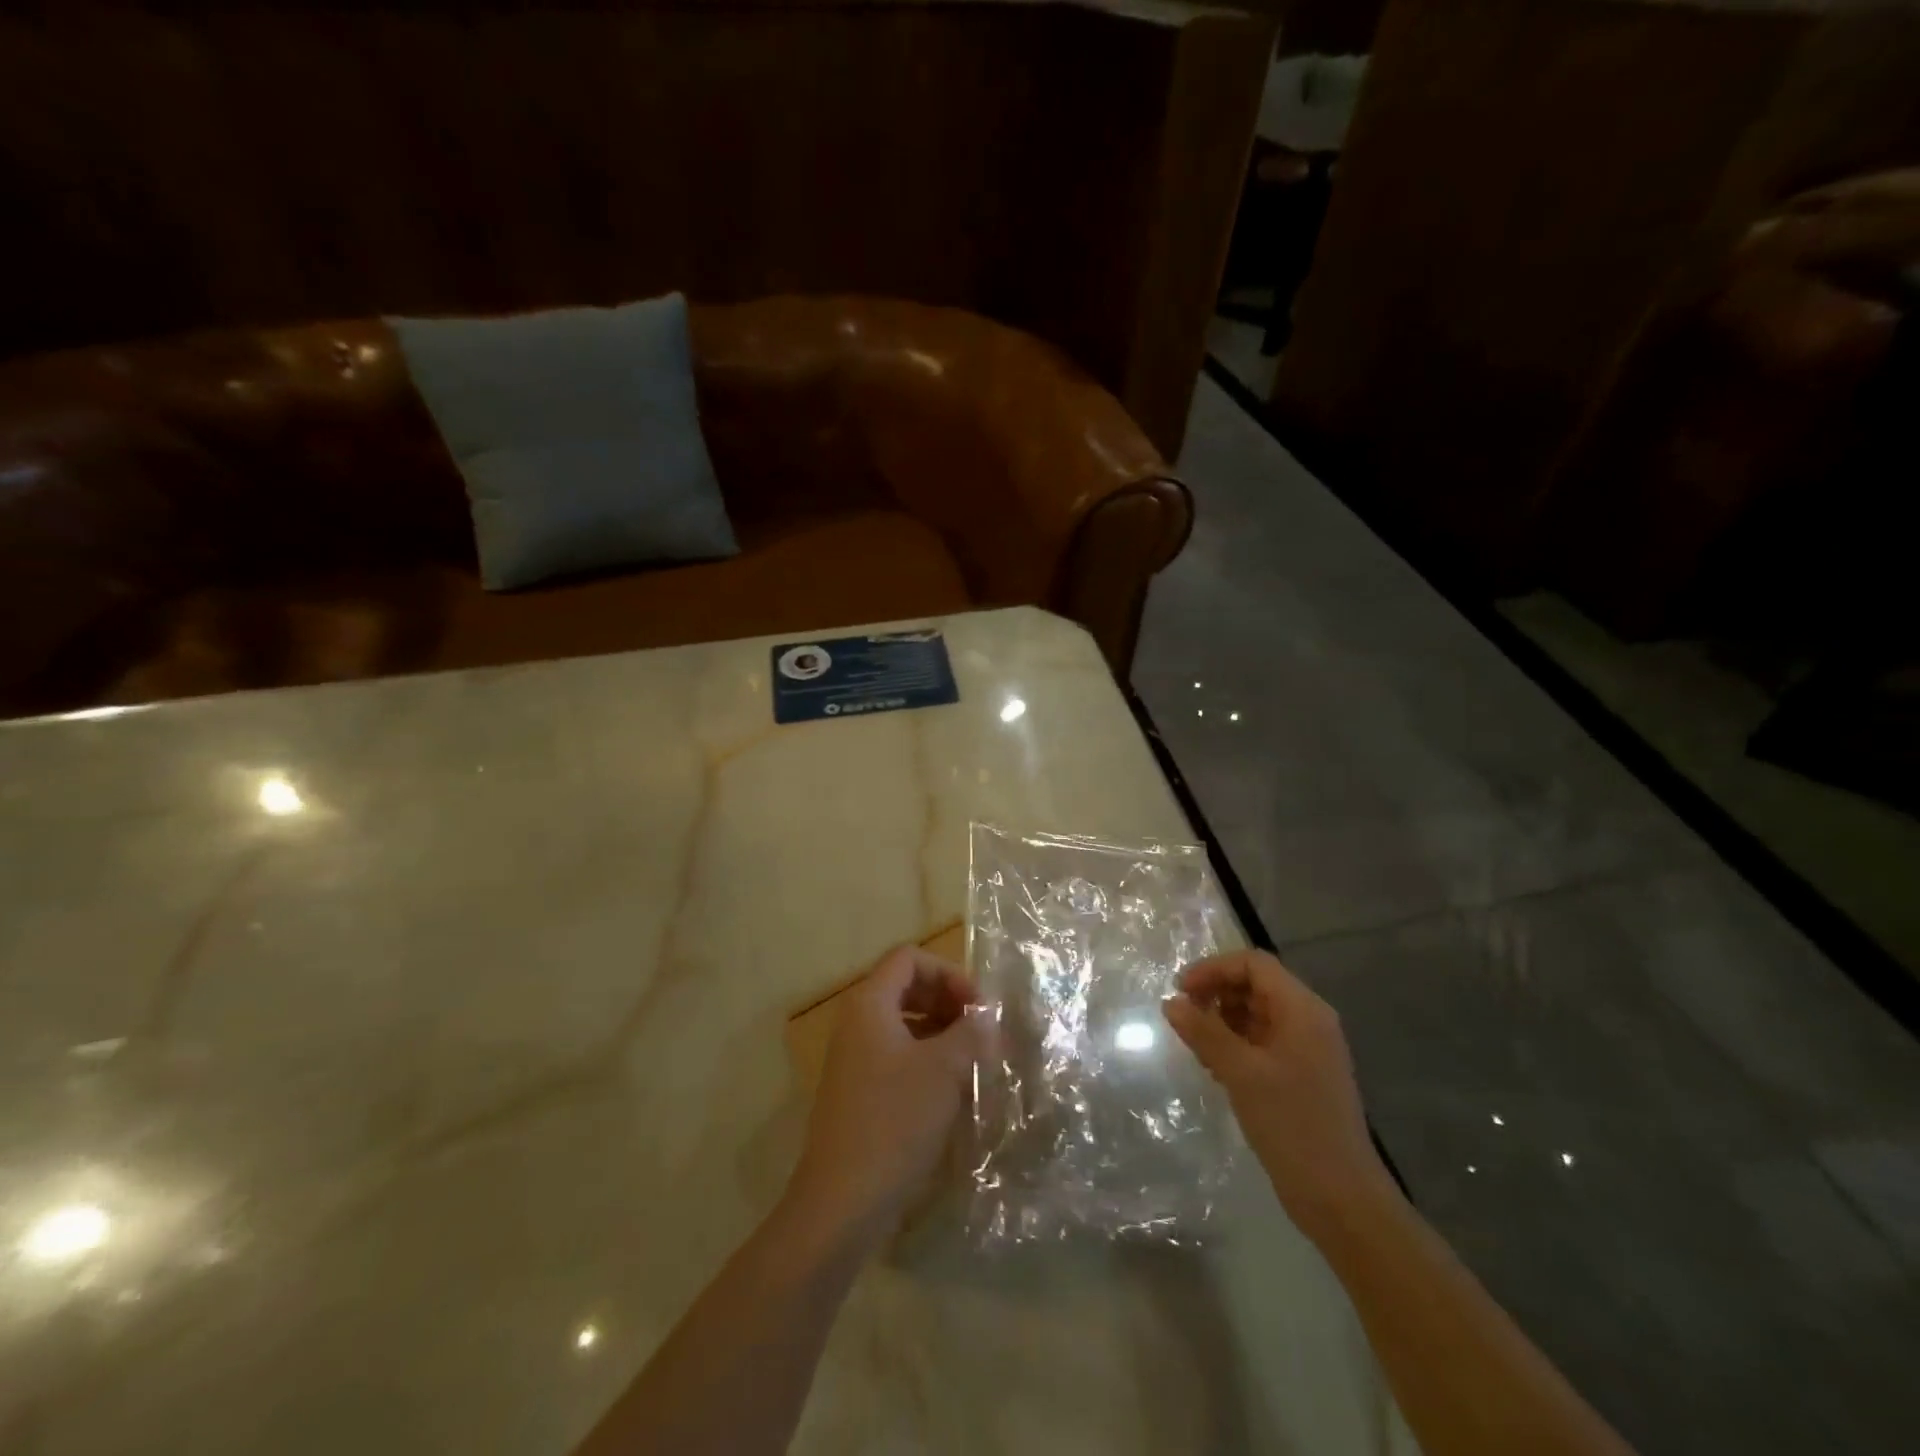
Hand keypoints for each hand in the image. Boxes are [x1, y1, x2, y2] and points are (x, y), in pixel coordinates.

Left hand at [787, 945, 988, 1240]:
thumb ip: (970, 1033)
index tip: (978, 1007)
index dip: (948, 972)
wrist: (843, 1200)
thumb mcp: (943, 1070)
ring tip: (973, 1057)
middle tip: (980, 1029)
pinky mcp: (858, 1089)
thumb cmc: (894, 1121)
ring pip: (902, 1022)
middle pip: (905, 986)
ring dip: (940, 1029)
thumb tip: (988, 1016)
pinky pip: (896, 1053)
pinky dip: (926, 1056)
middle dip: (947, 999)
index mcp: (870, 1004)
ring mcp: (854, 1057)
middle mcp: (856, 1021)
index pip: (909, 958)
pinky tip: (951, 1086)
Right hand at [1162, 949, 1394, 1241]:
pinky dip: (1234, 1043)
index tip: (1179, 990)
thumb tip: (1171, 1002)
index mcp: (1303, 1010)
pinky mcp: (1300, 1075)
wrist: (1340, 1198)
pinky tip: (1213, 1067)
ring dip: (1222, 1019)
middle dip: (1215, 993)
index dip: (1213, 969)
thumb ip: (1204, 1032)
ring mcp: (1306, 1049)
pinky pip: (1261, 1041)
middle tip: (1183, 1017)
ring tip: (1195, 1044)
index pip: (1254, 964)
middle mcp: (1308, 1021)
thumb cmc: (1292, 1125)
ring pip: (1256, 1013)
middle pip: (1255, 985)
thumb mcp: (1241, 1073)